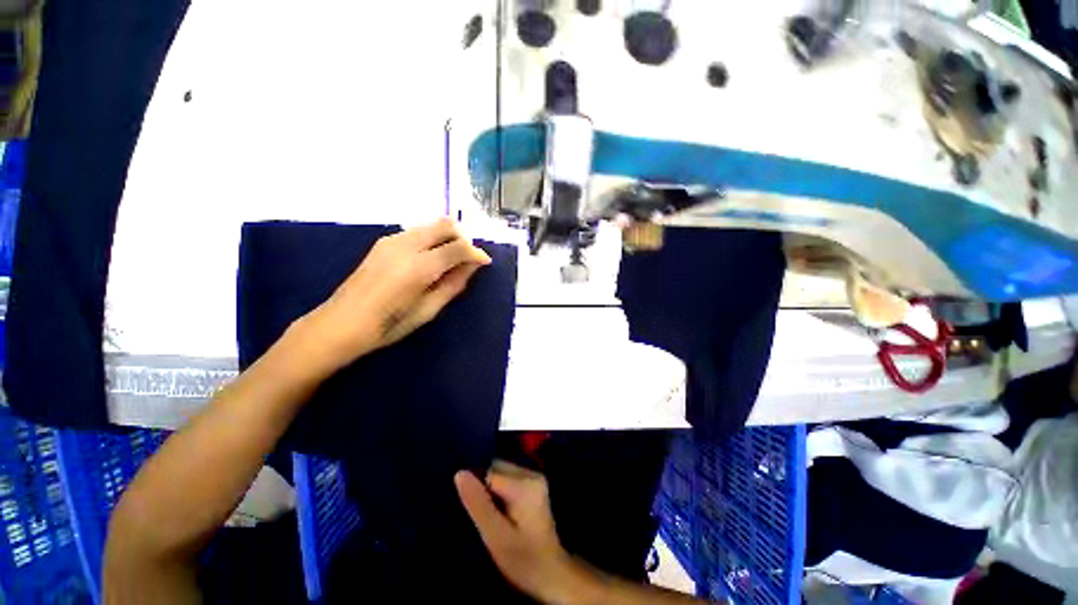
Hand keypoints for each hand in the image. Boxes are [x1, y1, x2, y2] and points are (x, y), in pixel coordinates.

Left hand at [304, 218, 490, 371]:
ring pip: (431, 225)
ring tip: (452, 259)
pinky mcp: (384, 242)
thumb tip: (473, 266)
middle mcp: (407, 245)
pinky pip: (418, 231)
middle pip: (445, 225)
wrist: (342, 322)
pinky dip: (433, 239)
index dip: (476, 253)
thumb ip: (454, 284)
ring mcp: (392, 240)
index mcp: (420, 266)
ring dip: (448, 237)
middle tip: (469, 258)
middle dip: (463, 238)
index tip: (485, 262)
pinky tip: (431, 258)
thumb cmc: (390, 325)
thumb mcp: (429, 309)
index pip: (459, 247)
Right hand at [455, 462, 585, 603]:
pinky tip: (502, 514)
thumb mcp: (496, 536)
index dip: (478, 493)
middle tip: (487, 519)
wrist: (552, 574)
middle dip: (485, 489)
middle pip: (496, 469)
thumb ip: (478, 503)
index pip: (489, 473)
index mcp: (525, 483)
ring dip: (492, 491)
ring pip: (501, 472)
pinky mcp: (534, 485)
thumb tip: (460, 473)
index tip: (479, 516)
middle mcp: (532, 473)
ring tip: (493, 518)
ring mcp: (535, 478)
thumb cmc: (523, 560)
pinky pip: (508, 479)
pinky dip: (500, 493)